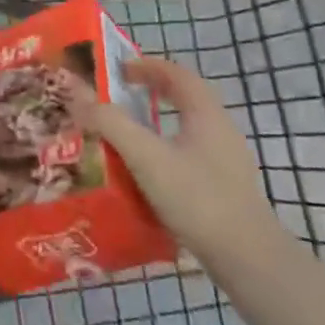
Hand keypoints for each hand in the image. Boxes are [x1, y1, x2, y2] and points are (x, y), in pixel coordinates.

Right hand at [66, 57, 284, 268]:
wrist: (248, 259)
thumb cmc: (197, 198)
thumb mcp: (146, 157)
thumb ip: (110, 123)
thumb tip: (77, 93)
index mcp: (206, 114)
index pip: (177, 73)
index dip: (147, 65)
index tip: (118, 69)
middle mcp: (221, 130)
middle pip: (185, 97)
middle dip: (152, 90)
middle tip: (120, 94)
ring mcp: (227, 161)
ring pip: (189, 127)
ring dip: (159, 120)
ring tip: (128, 131)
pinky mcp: (226, 187)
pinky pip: (191, 153)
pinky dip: (167, 147)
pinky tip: (149, 170)